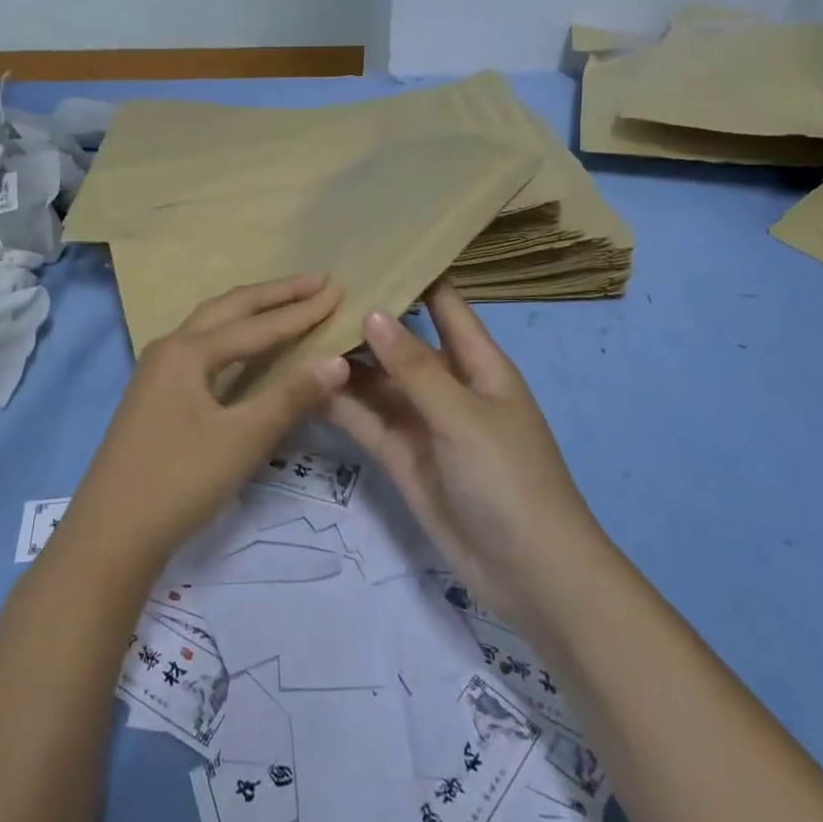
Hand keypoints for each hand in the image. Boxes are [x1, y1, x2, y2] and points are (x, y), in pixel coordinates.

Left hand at [62, 274, 348, 572]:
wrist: (110, 533)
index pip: (256, 325)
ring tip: (284, 300)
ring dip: (249, 309)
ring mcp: (157, 370)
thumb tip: (337, 360)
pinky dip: (232, 335)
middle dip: (274, 293)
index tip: (336, 289)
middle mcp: (170, 348)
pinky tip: (243, 346)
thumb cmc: (179, 481)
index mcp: (187, 352)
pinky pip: (202, 347)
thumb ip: (290, 396)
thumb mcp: (242, 440)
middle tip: (315, 281)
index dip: (300, 310)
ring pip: (210, 324)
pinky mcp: (155, 394)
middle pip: (229, 308)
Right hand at [327, 281, 602, 635]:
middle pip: (399, 339)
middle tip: (309, 287)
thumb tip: (373, 311)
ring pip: (374, 379)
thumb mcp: (464, 417)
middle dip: (363, 316)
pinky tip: (299, 379)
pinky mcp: (398, 454)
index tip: (369, 245)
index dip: (414, 272)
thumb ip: (415, 368)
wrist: (529, 576)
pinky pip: (363, 418)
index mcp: (478, 362)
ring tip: (293, 327)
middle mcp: (446, 383)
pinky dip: (337, 400)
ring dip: (342, 359)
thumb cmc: (510, 480)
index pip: (444, 303)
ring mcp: (420, 420)